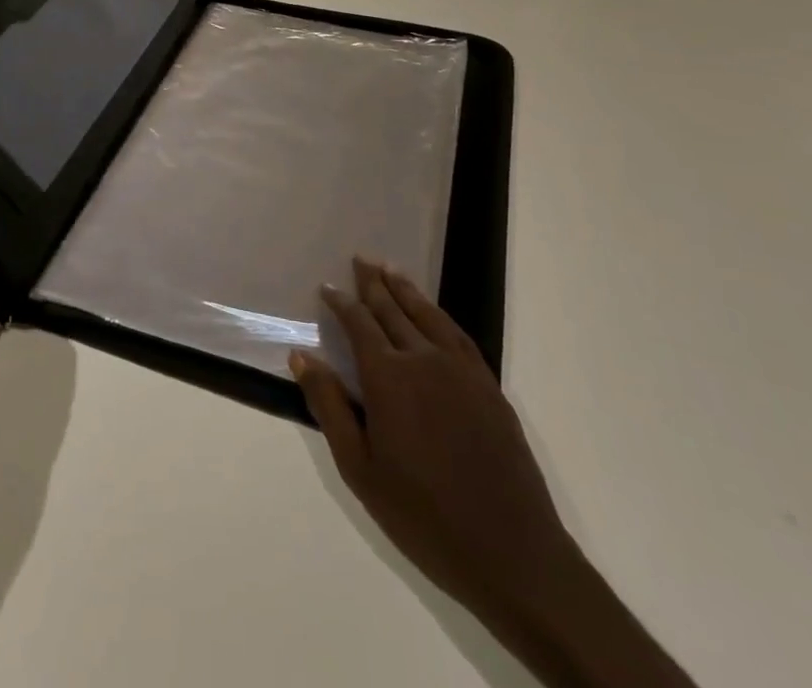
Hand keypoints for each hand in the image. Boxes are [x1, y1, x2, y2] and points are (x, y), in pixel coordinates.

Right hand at [292, 259, 575, 619]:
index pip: (359, 324)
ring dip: (405, 289)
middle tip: (360, 259)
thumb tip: (301, 356)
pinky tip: (432, 313)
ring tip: (389, 269)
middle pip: (392, 310)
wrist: (510, 552)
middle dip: (373, 283)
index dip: (341, 302)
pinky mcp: (489, 386)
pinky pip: (458, 335)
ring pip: (427, 314)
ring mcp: (461, 370)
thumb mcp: (359, 468)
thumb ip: (329, 405)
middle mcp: (423, 359)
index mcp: (388, 377)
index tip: (327, 286)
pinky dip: (439, 315)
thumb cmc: (422, 514)